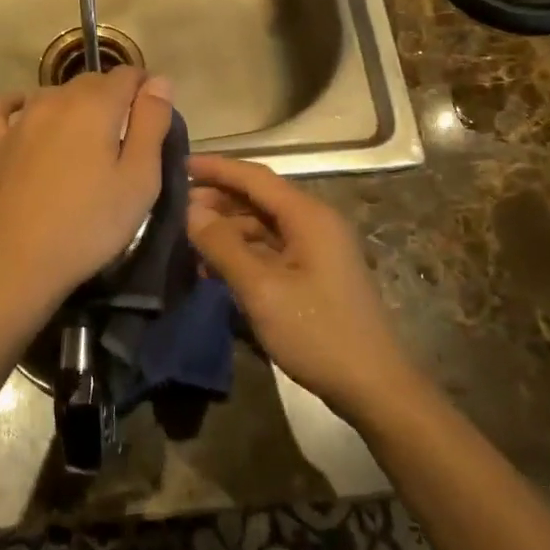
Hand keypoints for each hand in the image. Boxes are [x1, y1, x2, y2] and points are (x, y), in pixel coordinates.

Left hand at [0, 69, 174, 326]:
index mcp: (95, 105)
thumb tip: (159, 80)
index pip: (127, 74)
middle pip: (92, 82)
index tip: (155, 120)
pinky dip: (18, 104)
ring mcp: (21, 121)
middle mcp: (56, 100)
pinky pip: (4, 110)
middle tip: (127, 139)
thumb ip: (152, 123)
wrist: (19, 261)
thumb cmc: (90, 224)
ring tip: (88, 140)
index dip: (146, 90)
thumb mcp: (140, 178)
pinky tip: (27, 114)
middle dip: (114, 98)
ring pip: (54, 93)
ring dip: (76, 105)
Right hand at [187, 155, 413, 418]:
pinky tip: (216, 268)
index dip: (216, 167)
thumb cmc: (317, 333)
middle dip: (218, 199)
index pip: (254, 176)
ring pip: (263, 224)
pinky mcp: (315, 271)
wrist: (373, 385)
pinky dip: (243, 251)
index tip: (179, 164)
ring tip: (189, 240)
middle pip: (259, 197)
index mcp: (308, 216)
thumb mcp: (262, 290)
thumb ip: (223, 246)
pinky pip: (272, 248)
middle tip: (176, 208)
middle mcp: (315, 222)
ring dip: (228, 228)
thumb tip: (191, 209)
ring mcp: (317, 248)